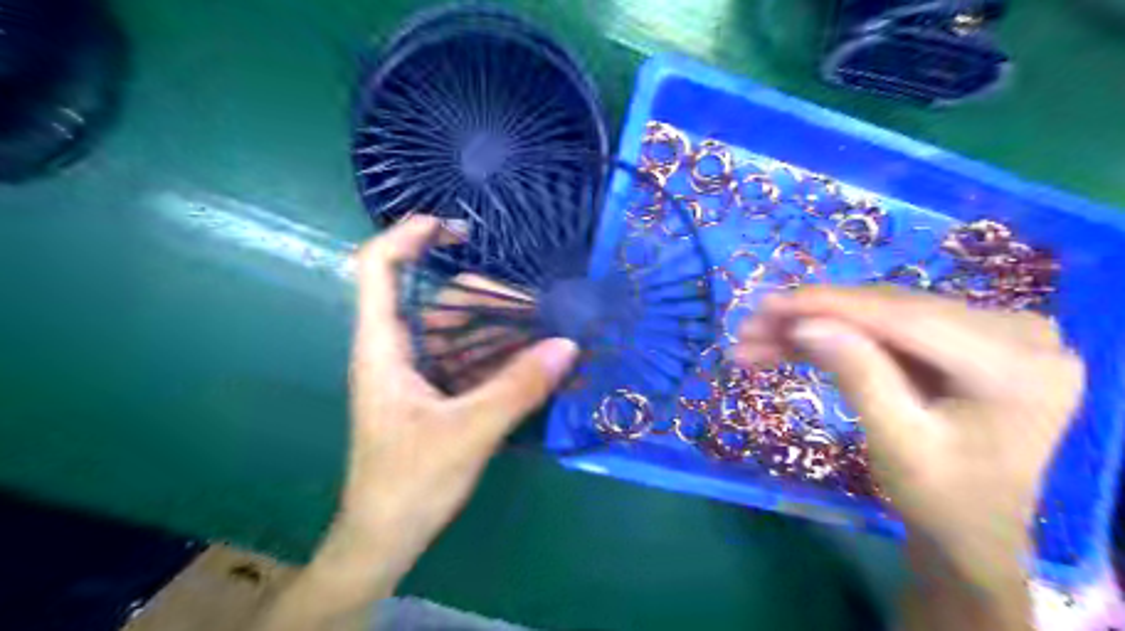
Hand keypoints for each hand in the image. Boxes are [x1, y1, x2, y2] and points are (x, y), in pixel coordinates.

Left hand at [308, 218, 578, 601]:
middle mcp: (400, 349)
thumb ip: (518, 388)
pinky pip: (473, 359)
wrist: (386, 537)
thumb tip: (568, 346)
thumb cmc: (410, 483)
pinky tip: (536, 364)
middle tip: (544, 310)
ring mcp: (421, 371)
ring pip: (463, 331)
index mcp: (385, 347)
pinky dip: (503, 356)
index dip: (409, 235)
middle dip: (492, 298)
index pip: (379, 268)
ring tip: (551, 335)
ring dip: (505, 330)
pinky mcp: (438, 392)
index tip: (458, 228)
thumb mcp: (469, 432)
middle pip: (442, 300)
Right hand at [736, 286, 1085, 630]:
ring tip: (756, 341)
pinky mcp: (956, 342)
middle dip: (812, 318)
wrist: (970, 532)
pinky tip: (787, 346)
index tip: (767, 305)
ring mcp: (986, 335)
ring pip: (877, 318)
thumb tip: (805, 323)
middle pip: (889, 312)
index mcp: (1017, 365)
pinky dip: (834, 339)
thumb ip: (859, 376)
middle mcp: (1013, 333)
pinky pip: (883, 332)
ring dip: (815, 327)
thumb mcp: (897, 444)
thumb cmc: (942, 501)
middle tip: (750, 327)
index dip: (831, 306)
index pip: (907, 318)